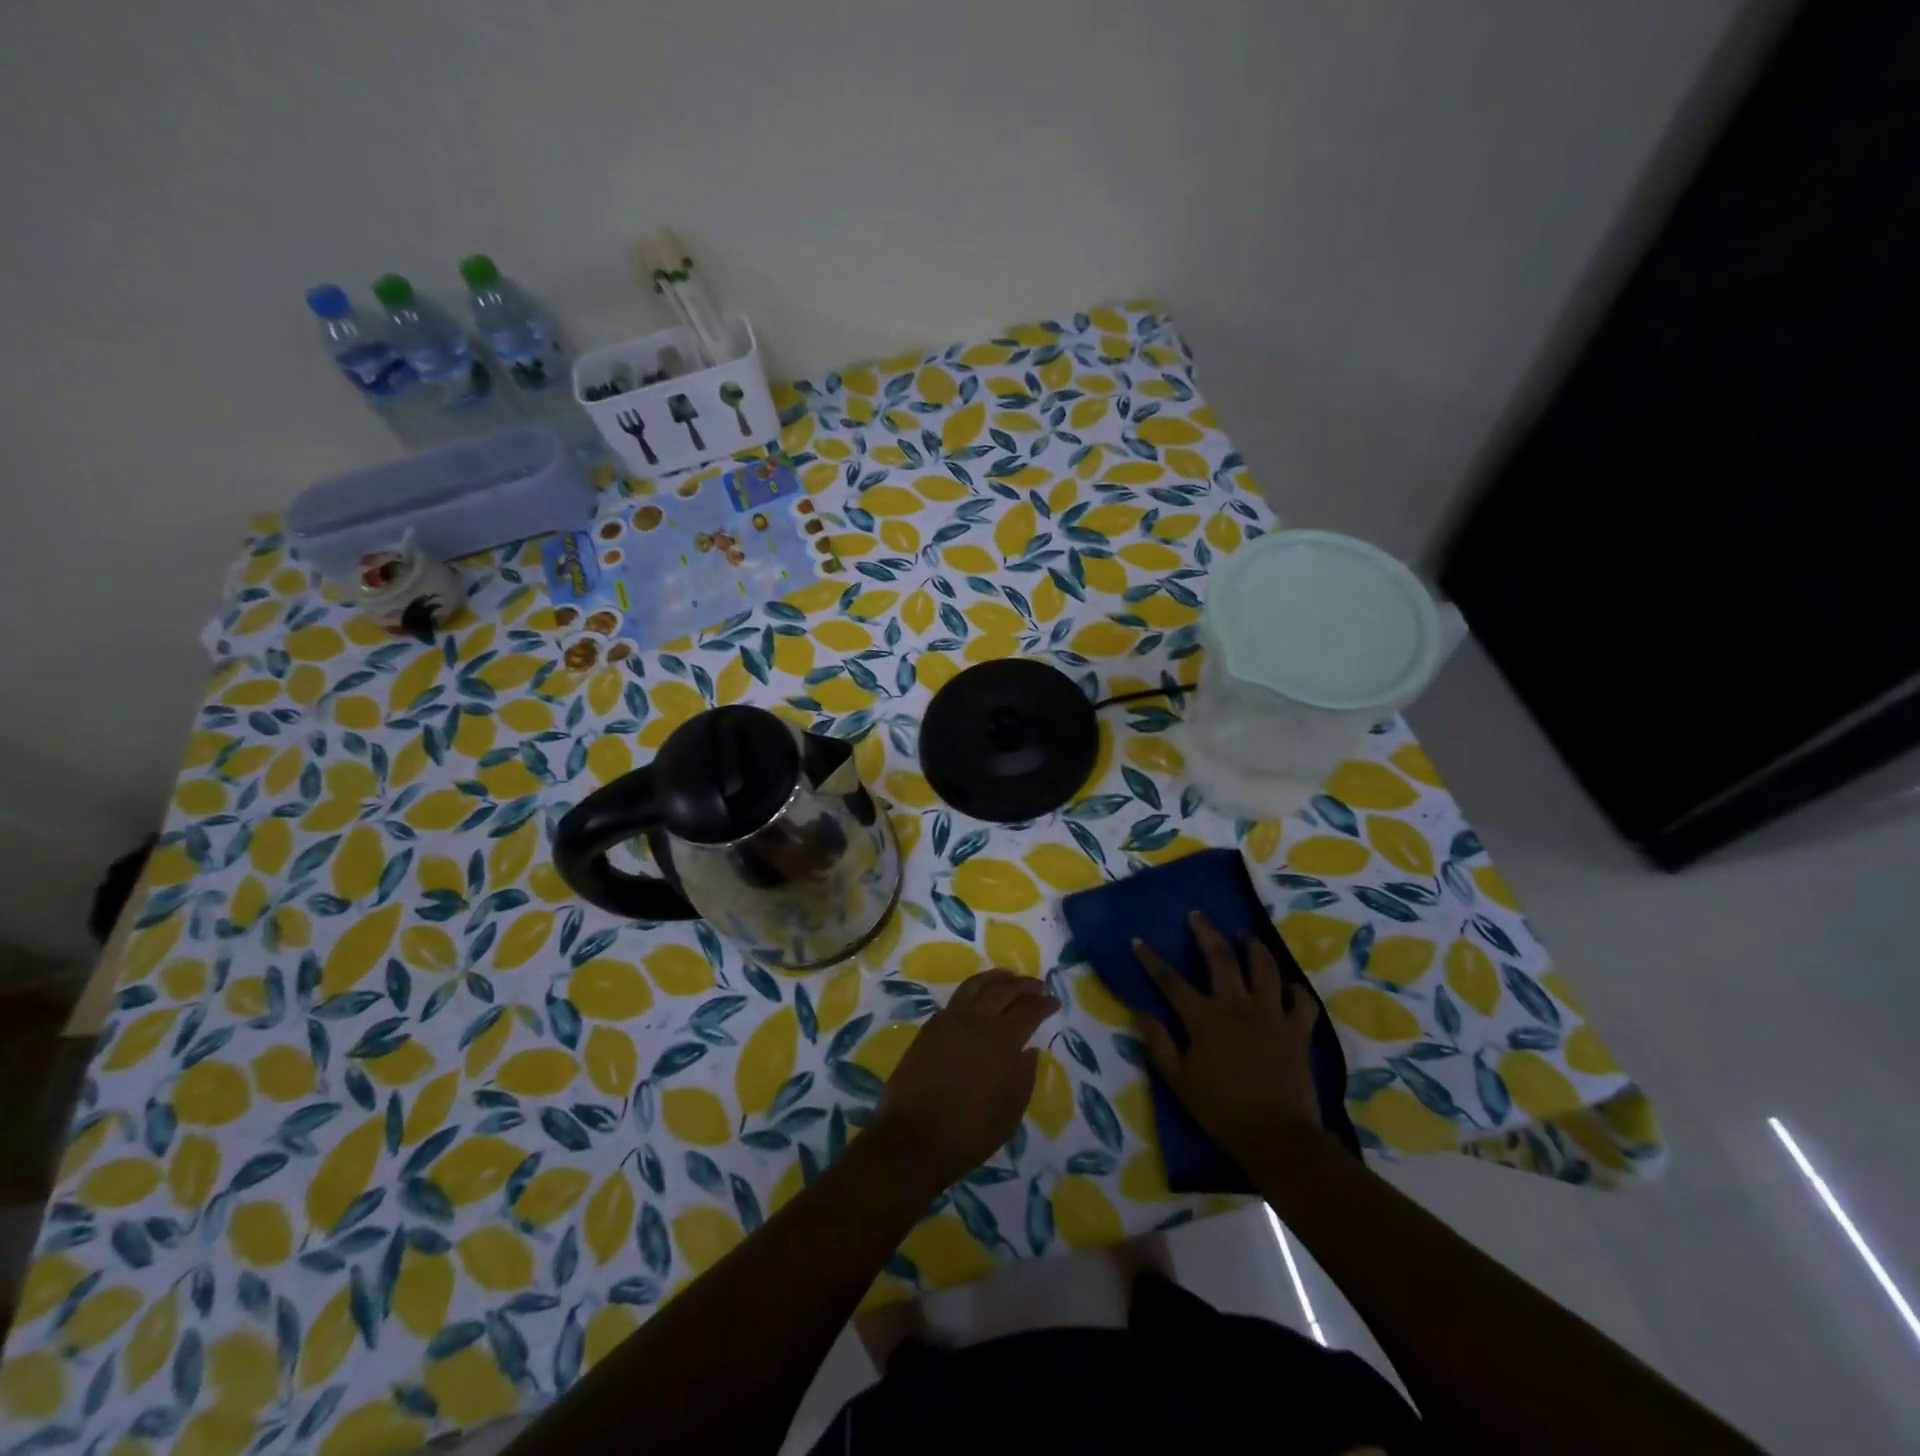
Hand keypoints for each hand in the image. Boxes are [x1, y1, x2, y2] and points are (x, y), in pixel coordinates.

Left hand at [873, 969, 1057, 1192]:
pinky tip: (980, 997)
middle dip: (1025, 984)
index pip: (1029, 1009)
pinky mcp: (930, 1027)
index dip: (1044, 1003)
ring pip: (977, 984)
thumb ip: (1023, 1078)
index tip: (1055, 1002)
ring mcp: (949, 1020)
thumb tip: (1029, 1051)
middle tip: (1038, 986)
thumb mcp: (1008, 1114)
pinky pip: (958, 997)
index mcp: (1001, 1041)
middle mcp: (976, 1020)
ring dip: (998, 978)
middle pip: (1005, 988)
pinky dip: (975, 989)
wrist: (911, 1139)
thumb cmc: (967, 1133)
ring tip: (1010, 978)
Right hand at [1133, 911, 1323, 1167]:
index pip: (1171, 982)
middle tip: (1198, 916)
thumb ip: (1158, 1044)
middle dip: (1206, 933)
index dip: (1151, 960)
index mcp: (1204, 1019)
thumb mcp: (1179, 1081)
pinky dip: (1296, 990)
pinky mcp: (1298, 1031)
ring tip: (1247, 936)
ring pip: (1264, 969)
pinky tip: (1289, 986)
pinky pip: (1302, 1001)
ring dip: (1254, 948)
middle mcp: (1237, 1006)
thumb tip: (1140, 1011)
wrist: (1278, 1137)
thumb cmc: (1222, 1111)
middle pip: (1220, 959)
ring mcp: (1271, 1015)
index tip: (1137, 941)